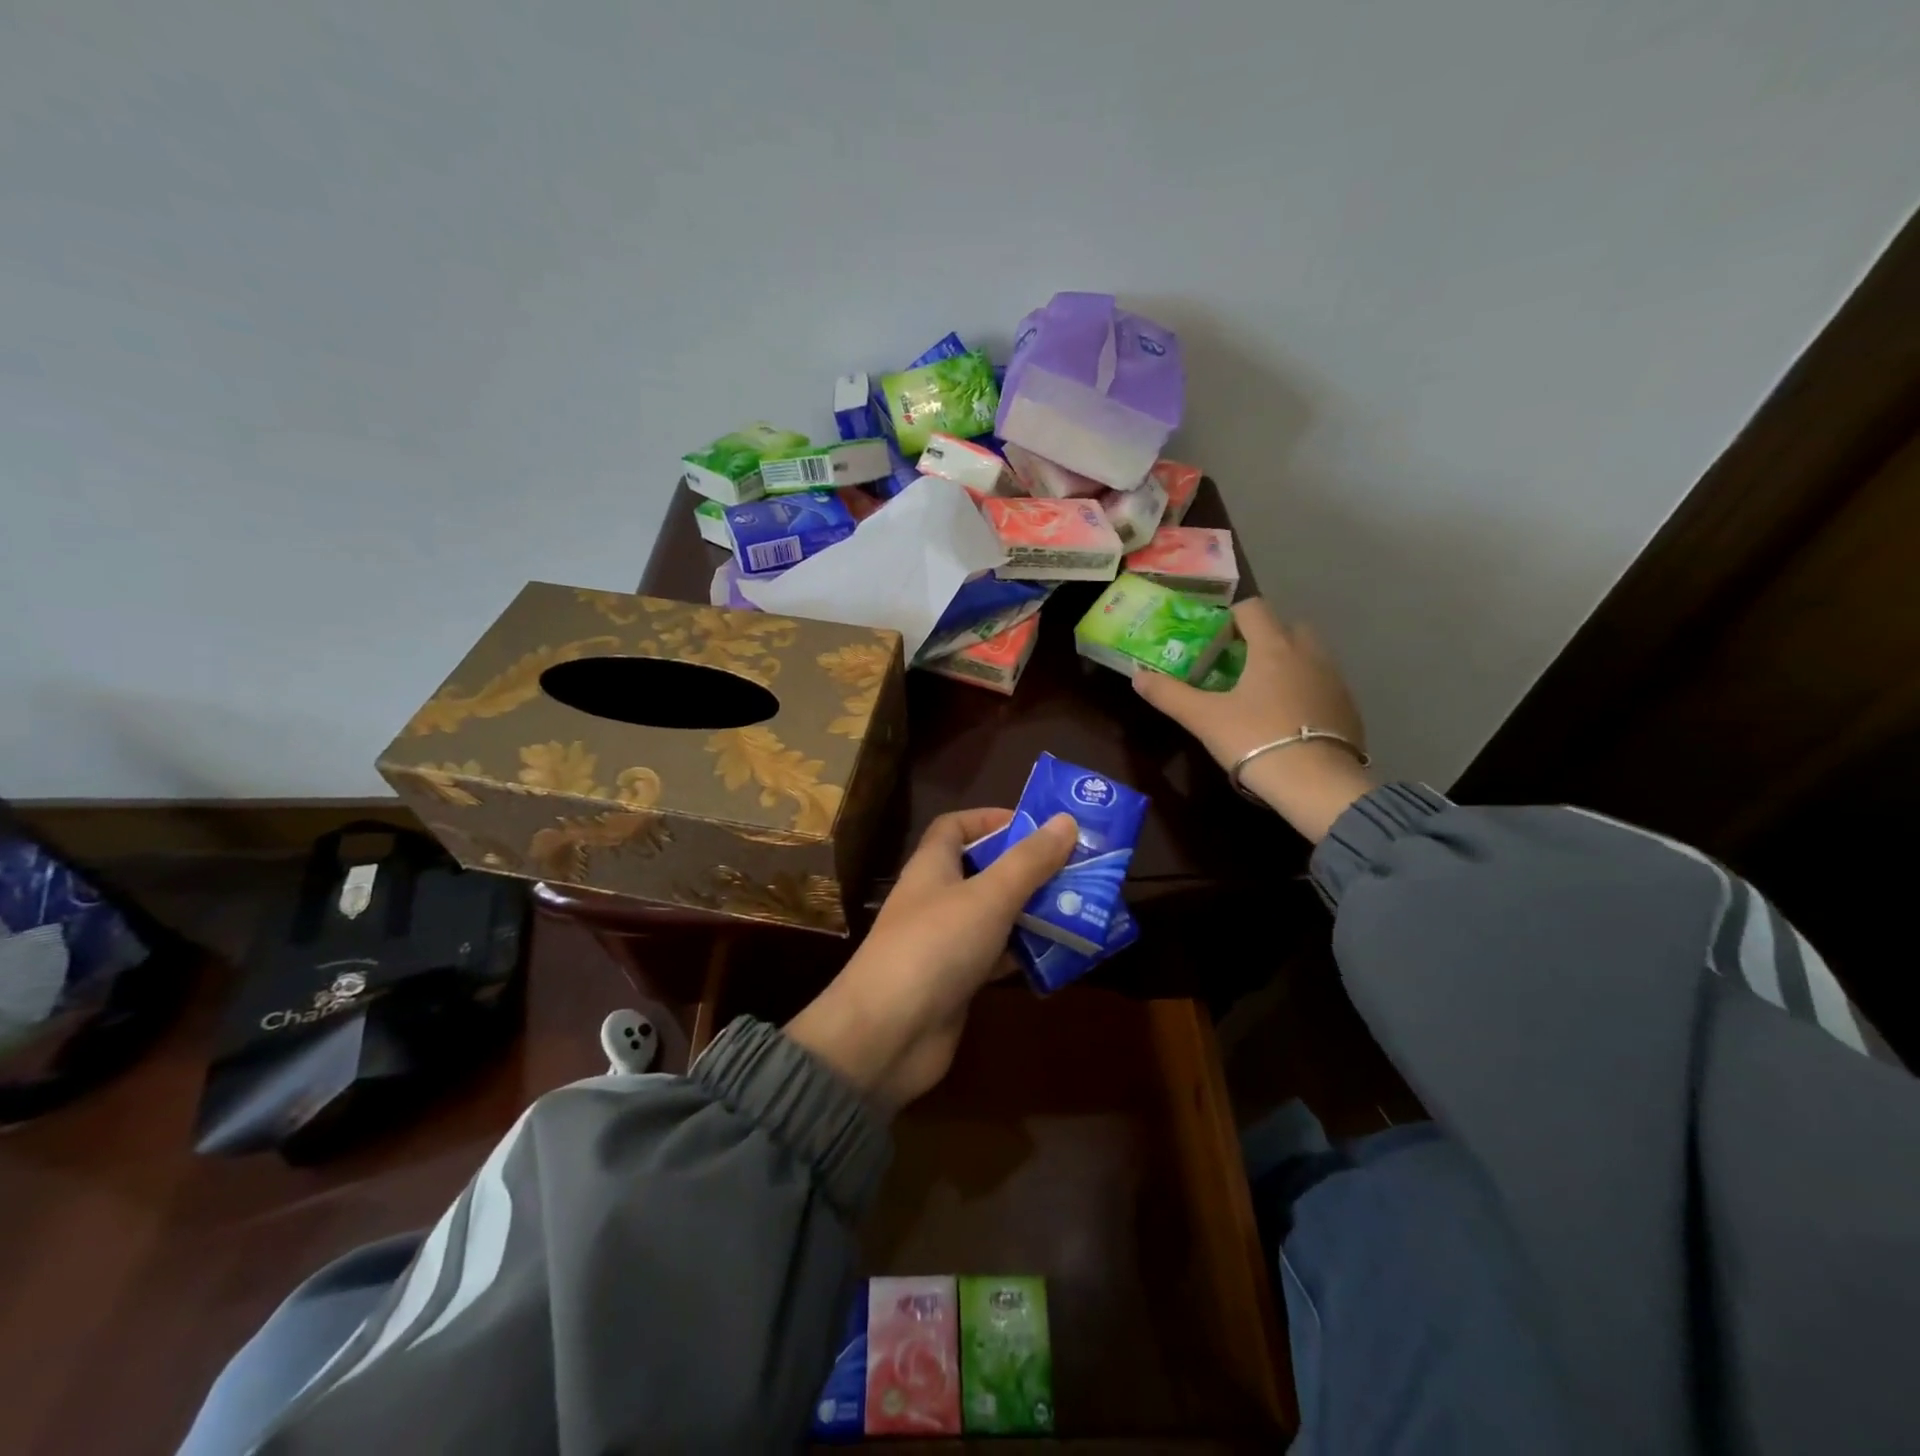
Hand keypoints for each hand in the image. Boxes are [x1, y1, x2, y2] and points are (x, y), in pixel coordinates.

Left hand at [786, 807, 1076, 1107]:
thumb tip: (1066, 819)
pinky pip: (996, 956)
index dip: (991, 819)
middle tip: (1076, 868)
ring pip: (995, 915)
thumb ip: (1029, 860)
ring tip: (1082, 907)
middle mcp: (936, 899)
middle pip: (983, 871)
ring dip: (1032, 911)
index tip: (1037, 826)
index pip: (955, 827)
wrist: (888, 1034)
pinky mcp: (956, 982)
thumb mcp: (989, 895)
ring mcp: (945, 942)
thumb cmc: (936, 946)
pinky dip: (1024, 952)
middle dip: (1027, 868)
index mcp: (932, 867)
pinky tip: (1061, 954)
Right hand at [1133, 598, 1373, 842]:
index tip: (1214, 642)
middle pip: (1286, 626)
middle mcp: (1308, 653)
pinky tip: (1288, 720)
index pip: (1253, 608)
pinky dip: (1305, 690)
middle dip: (1263, 638)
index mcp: (1273, 647)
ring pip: (1308, 655)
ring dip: (1286, 664)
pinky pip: (1322, 684)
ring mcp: (1334, 679)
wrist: (1317, 784)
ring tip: (1262, 696)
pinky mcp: (1348, 707)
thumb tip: (1137, 675)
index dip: (1231, 618)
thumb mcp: (1204, 718)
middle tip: (1237, 667)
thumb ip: (1169, 694)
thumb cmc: (1255, 740)